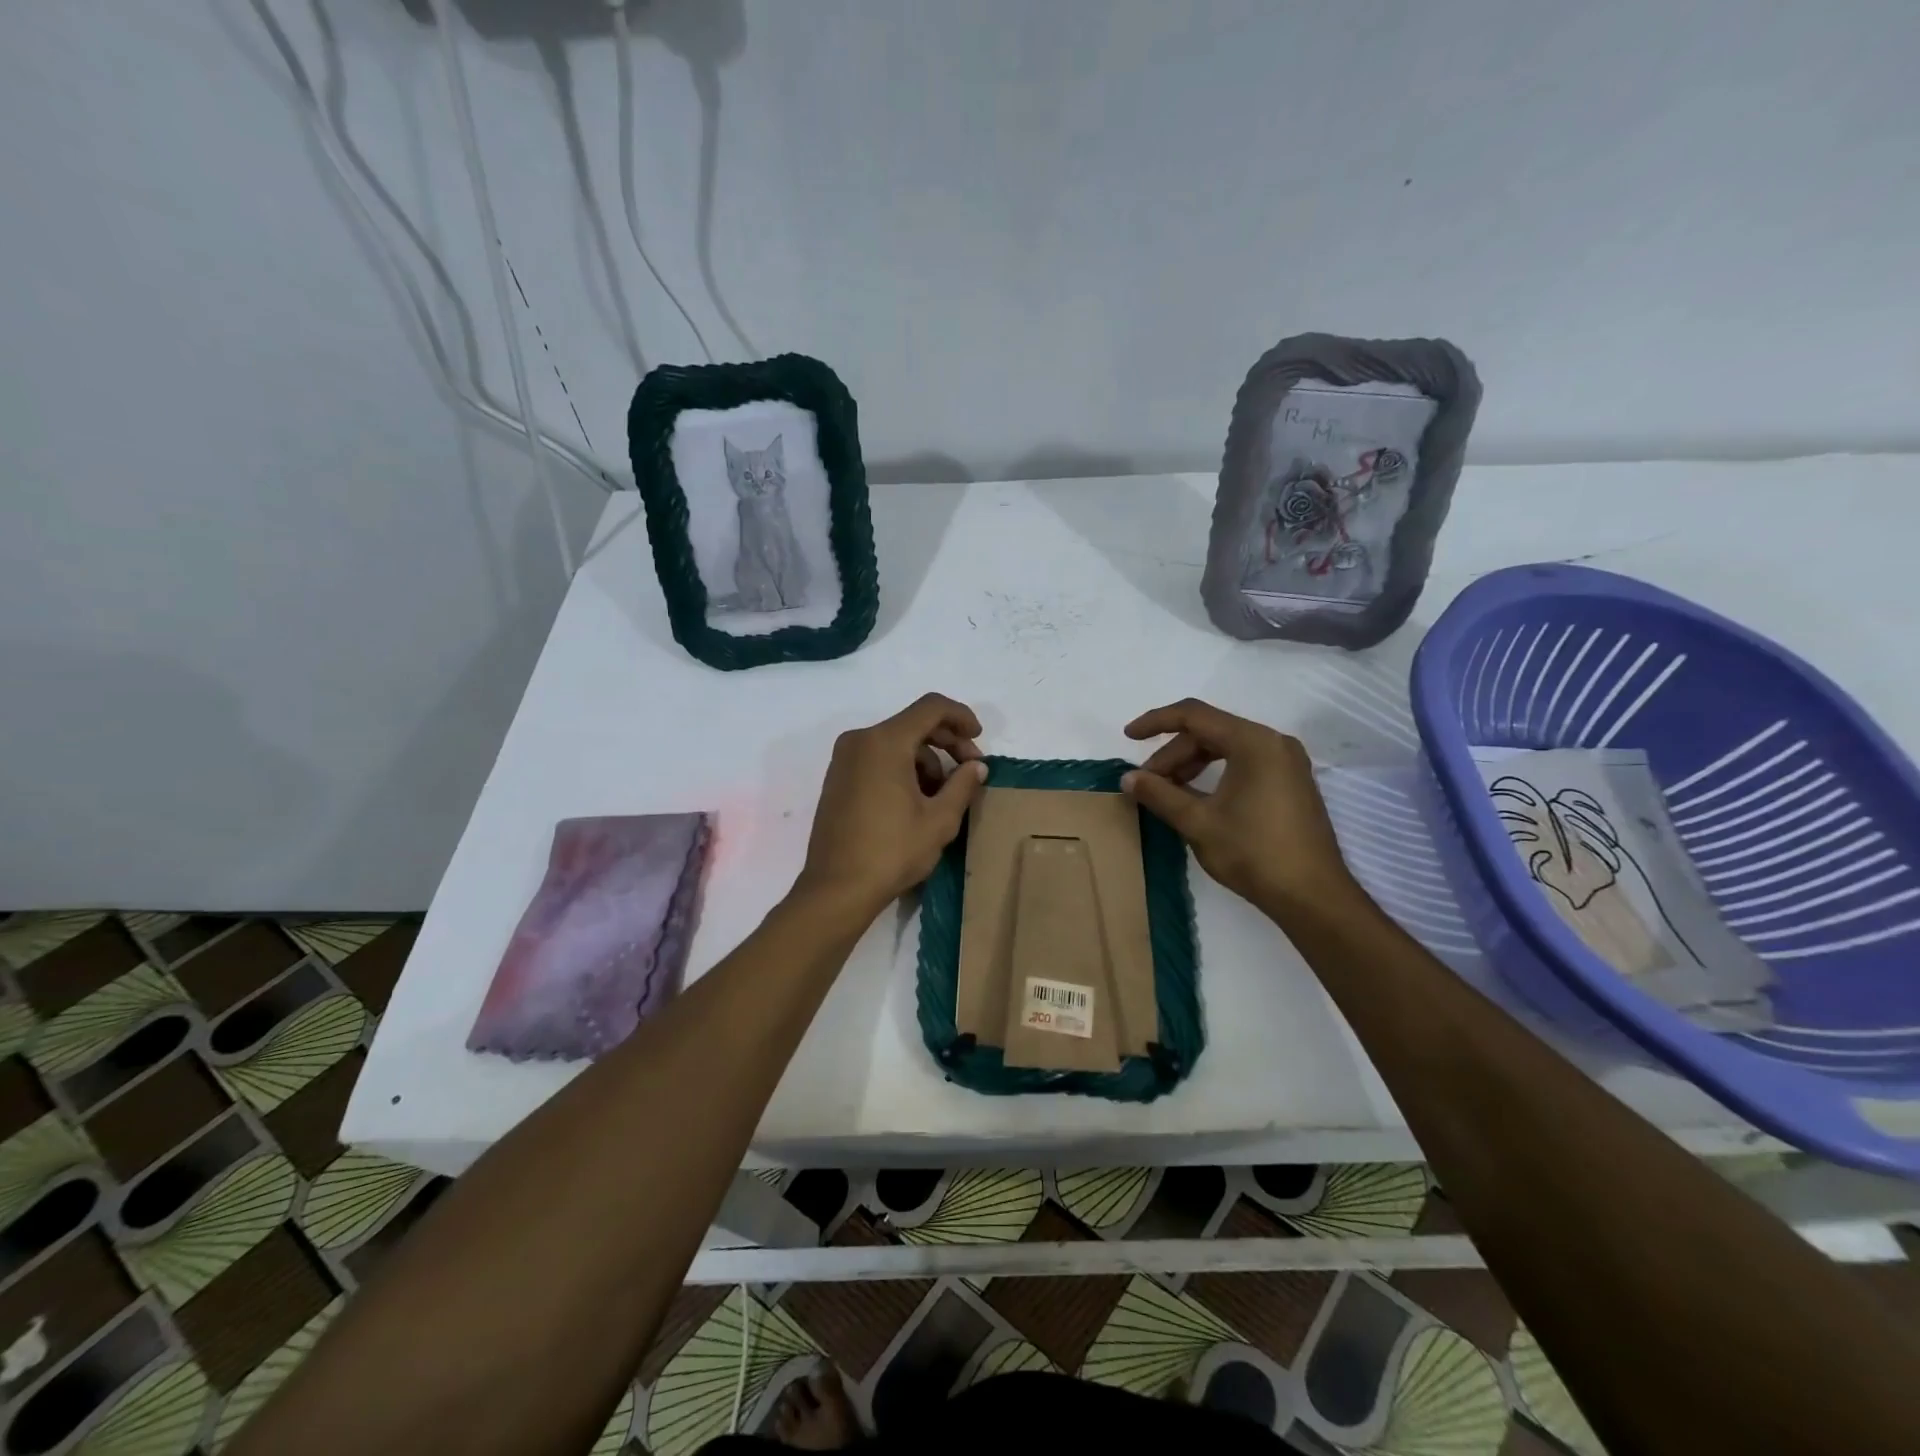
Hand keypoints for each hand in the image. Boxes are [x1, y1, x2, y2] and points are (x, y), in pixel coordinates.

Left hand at [796, 694, 988, 920]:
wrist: (837, 889)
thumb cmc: (892, 851)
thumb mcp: (939, 820)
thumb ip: (963, 785)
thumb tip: (977, 767)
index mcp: (885, 742)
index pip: (931, 707)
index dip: (961, 717)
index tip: (979, 740)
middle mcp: (860, 741)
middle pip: (913, 724)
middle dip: (947, 742)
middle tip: (970, 771)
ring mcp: (844, 759)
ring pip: (896, 743)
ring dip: (926, 760)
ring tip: (943, 796)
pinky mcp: (838, 779)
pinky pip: (877, 759)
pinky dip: (902, 768)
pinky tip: (917, 801)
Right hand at [1122, 698, 1358, 919]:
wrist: (1313, 896)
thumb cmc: (1254, 853)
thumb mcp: (1198, 822)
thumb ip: (1159, 794)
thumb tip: (1128, 778)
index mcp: (1254, 742)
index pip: (1194, 715)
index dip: (1156, 722)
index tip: (1128, 736)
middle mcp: (1273, 743)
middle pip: (1210, 732)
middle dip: (1173, 754)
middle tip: (1148, 783)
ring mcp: (1286, 763)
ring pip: (1226, 748)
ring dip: (1192, 765)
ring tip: (1167, 792)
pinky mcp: (1290, 783)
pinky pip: (1244, 763)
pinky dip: (1214, 774)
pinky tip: (1197, 799)